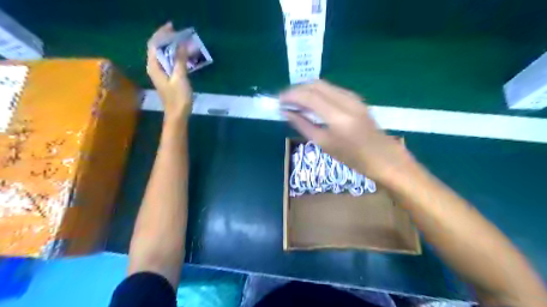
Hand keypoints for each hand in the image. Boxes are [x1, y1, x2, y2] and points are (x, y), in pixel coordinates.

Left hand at [147, 22, 192, 122]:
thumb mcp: (180, 77)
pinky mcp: (166, 78)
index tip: (172, 27)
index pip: (154, 44)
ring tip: (182, 42)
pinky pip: (168, 62)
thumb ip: (180, 60)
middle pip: (157, 48)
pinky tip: (182, 56)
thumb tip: (181, 44)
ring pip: (163, 55)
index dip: (162, 34)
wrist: (177, 115)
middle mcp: (154, 68)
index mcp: (154, 66)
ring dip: (171, 47)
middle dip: (167, 39)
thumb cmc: (178, 98)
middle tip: (179, 34)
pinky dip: (174, 56)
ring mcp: (160, 73)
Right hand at [282, 80, 414, 183]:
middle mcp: (346, 101)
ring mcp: (353, 97)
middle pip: (315, 85)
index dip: (291, 96)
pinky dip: (317, 92)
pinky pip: (331, 89)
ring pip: (323, 85)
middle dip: (297, 89)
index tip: (279, 100)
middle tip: (285, 100)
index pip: (309, 96)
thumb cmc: (352, 157)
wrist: (382, 156)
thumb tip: (286, 112)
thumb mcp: (324, 144)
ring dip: (306, 90)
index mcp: (338, 117)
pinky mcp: (355, 98)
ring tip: (294, 101)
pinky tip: (310, 102)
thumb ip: (303, 125)